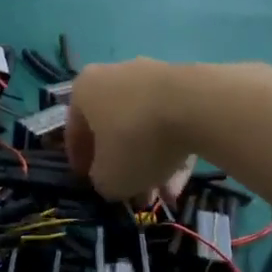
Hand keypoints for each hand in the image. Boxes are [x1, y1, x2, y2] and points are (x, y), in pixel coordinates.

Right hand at [66, 60, 196, 201]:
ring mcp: (152, 76)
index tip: (89, 183)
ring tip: (163, 194)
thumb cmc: (135, 140)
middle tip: (132, 194)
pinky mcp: (185, 85)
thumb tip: (109, 178)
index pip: (74, 131)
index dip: (80, 162)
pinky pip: (172, 123)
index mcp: (85, 90)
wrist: (197, 107)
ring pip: (145, 128)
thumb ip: (102, 182)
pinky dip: (173, 151)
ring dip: (151, 163)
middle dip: (123, 165)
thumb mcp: (109, 178)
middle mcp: (115, 76)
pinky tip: (182, 180)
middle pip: (114, 128)